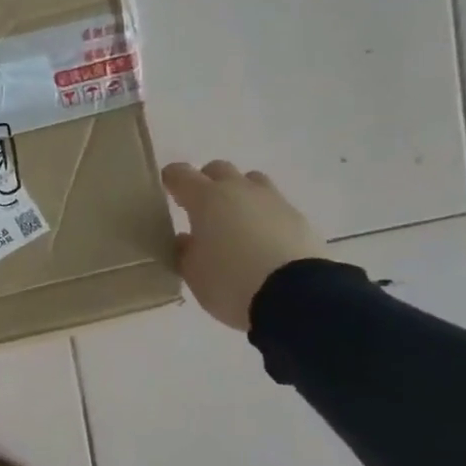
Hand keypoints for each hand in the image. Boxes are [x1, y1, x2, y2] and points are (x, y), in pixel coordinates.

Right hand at [161, 160, 327, 330]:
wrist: (295, 296)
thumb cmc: (230, 281)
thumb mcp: (192, 272)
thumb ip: (184, 250)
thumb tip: (186, 239)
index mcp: (206, 199)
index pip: (180, 174)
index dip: (171, 180)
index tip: (167, 191)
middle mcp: (239, 190)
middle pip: (218, 169)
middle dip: (207, 183)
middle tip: (201, 208)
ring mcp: (272, 201)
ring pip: (251, 182)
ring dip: (240, 194)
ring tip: (235, 222)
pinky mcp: (299, 218)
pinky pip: (274, 206)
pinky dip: (263, 216)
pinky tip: (262, 241)